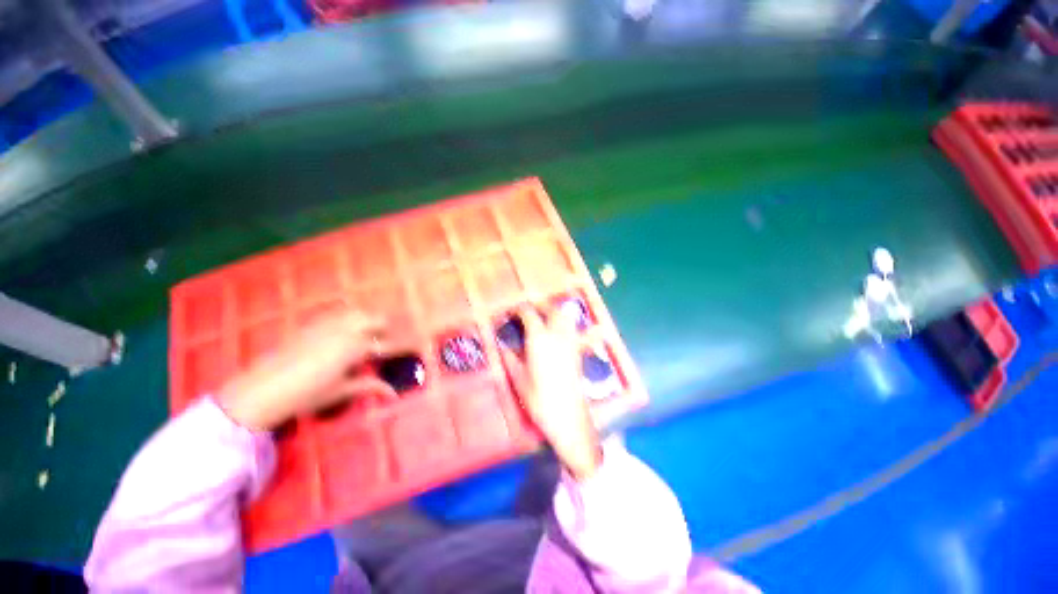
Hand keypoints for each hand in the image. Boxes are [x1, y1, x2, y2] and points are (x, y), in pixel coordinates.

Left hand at [218, 311, 396, 430]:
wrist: (261, 389)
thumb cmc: (306, 395)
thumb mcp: (340, 391)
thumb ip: (369, 387)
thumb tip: (393, 393)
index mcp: (356, 348)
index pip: (391, 344)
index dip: (408, 344)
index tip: (422, 343)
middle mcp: (346, 331)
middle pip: (378, 320)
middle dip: (389, 328)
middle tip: (390, 341)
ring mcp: (328, 325)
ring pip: (359, 312)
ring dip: (370, 320)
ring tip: (371, 333)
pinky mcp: (312, 324)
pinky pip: (338, 313)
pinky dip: (349, 318)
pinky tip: (346, 328)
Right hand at [500, 307, 602, 480]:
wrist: (568, 417)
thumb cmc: (539, 399)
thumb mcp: (519, 379)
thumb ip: (510, 359)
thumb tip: (502, 346)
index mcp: (539, 339)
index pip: (529, 314)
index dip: (520, 309)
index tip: (512, 311)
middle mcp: (557, 335)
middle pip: (553, 310)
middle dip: (541, 306)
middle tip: (530, 310)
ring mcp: (571, 343)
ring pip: (566, 317)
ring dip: (556, 312)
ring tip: (545, 317)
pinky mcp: (578, 352)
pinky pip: (574, 330)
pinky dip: (566, 325)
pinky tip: (558, 333)